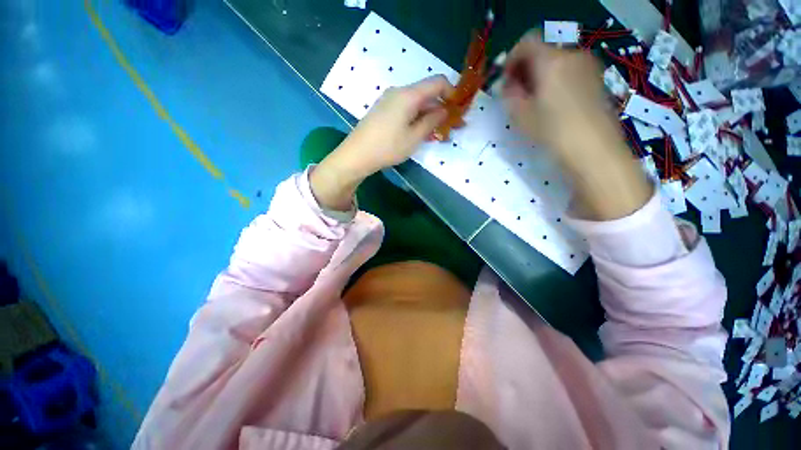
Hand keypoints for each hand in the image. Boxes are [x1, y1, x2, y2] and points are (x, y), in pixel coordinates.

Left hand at [310, 76, 451, 210]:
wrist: (357, 155)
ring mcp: (389, 101)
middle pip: (427, 94)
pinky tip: (421, 132)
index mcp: (408, 95)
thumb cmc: (388, 147)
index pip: (437, 82)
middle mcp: (399, 92)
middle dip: (443, 108)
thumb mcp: (414, 137)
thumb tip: (444, 111)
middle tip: (454, 126)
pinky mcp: (384, 110)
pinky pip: (406, 110)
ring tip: (439, 133)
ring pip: (417, 103)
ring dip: (430, 115)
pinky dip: (417, 118)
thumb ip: (432, 121)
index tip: (460, 109)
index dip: (452, 92)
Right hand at [502, 32, 622, 163]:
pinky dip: (555, 81)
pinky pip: (569, 71)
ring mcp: (588, 66)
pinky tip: (552, 104)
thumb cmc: (553, 131)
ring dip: (540, 77)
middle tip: (517, 94)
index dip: (511, 59)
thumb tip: (506, 84)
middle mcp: (572, 55)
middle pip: (542, 52)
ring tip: (534, 102)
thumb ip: (509, 94)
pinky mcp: (596, 79)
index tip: (505, 80)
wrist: (594, 149)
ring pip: (556, 63)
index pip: (527, 43)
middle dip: (525, 70)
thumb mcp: (521, 115)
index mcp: (552, 61)